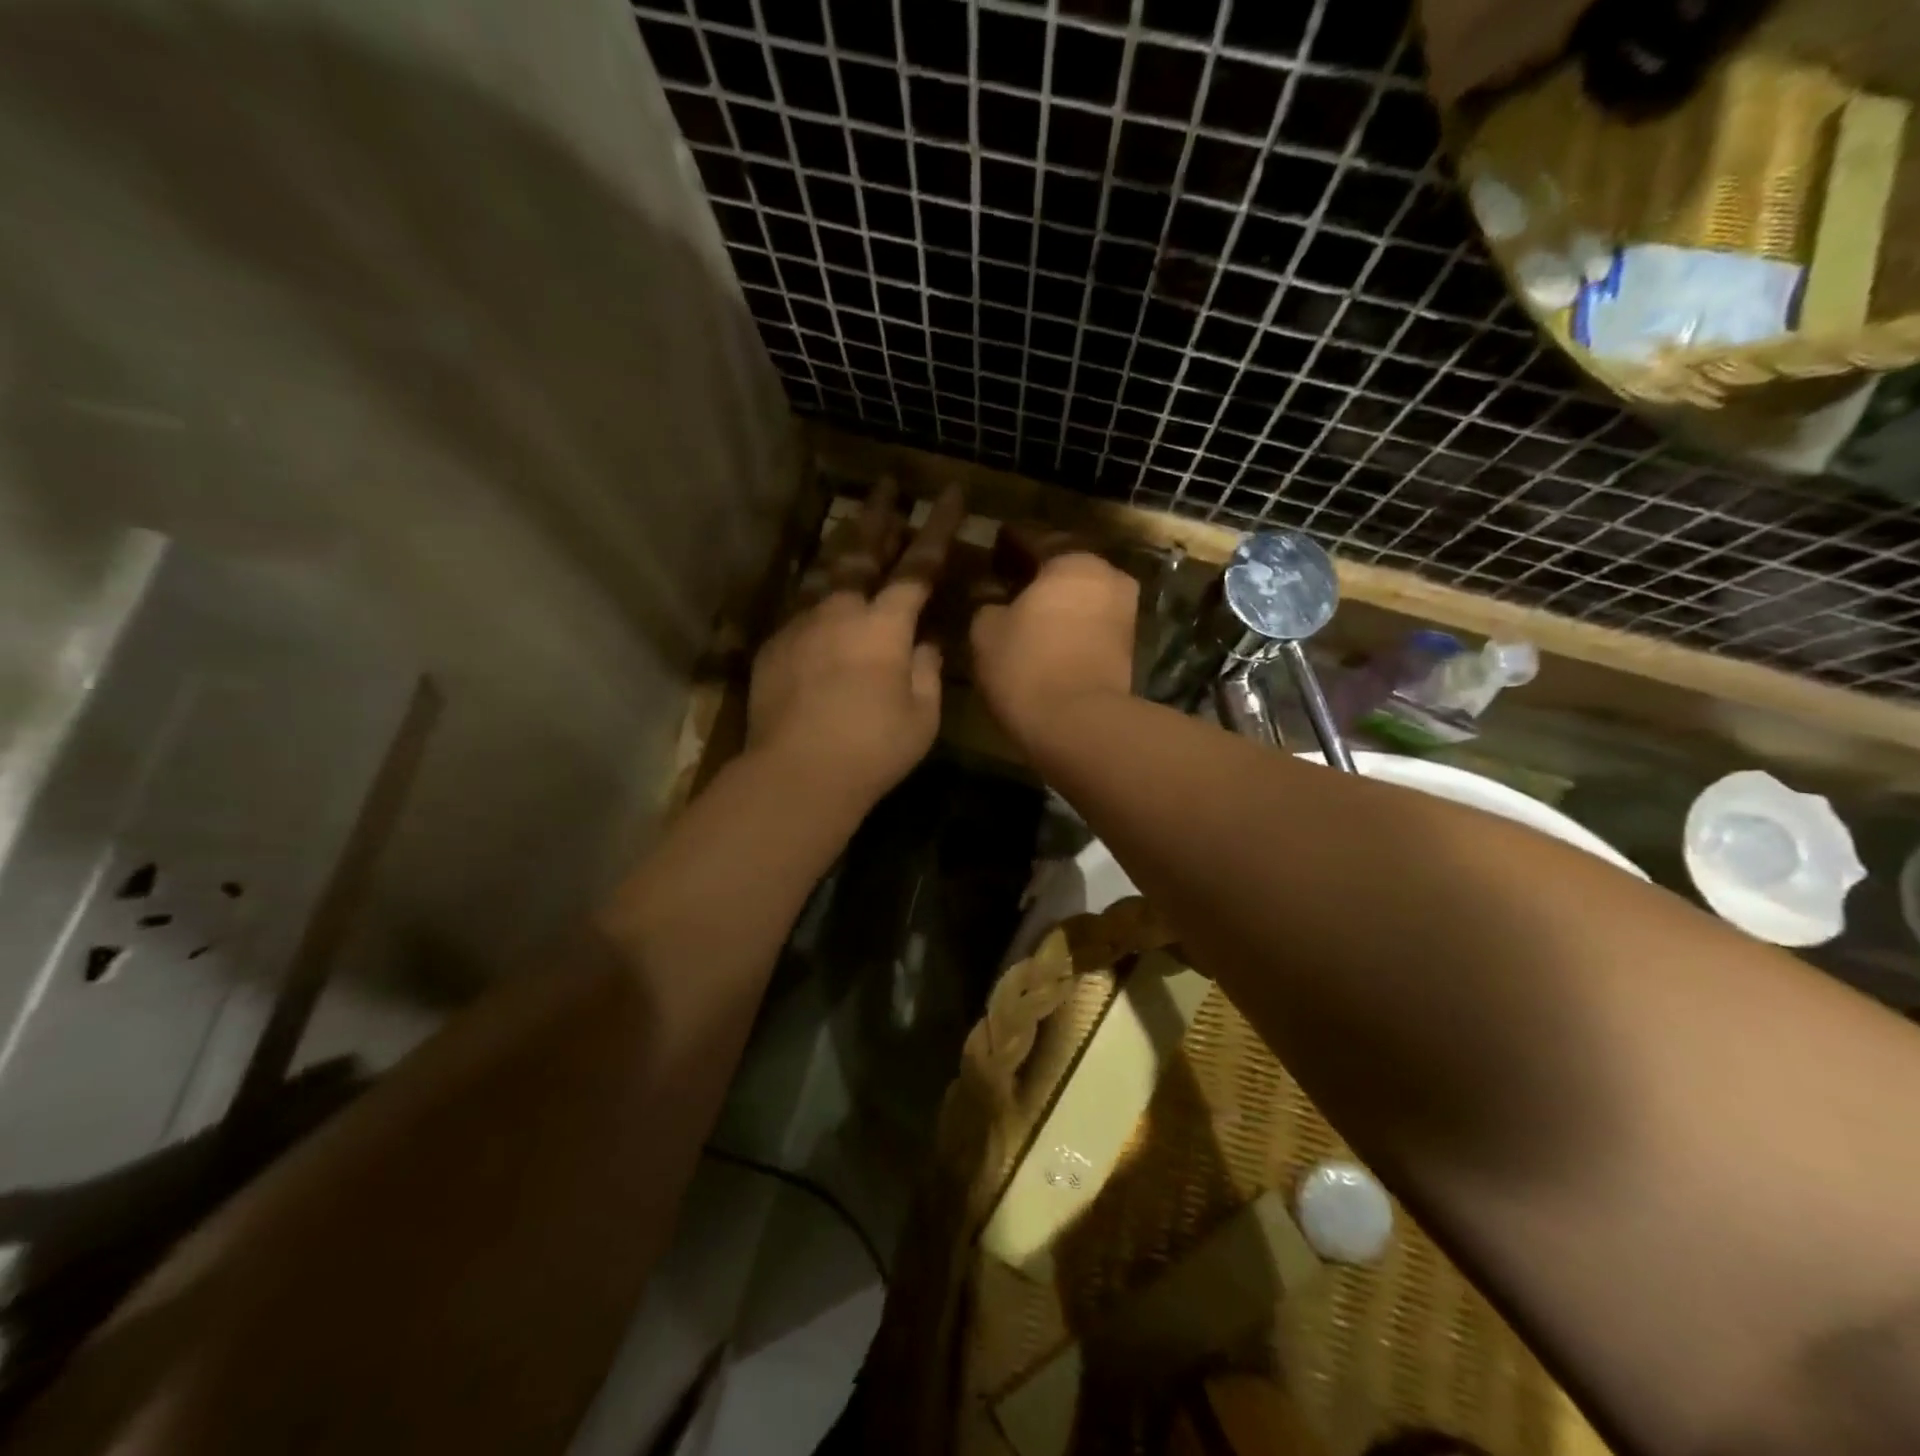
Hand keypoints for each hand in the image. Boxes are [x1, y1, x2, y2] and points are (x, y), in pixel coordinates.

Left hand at [747, 481, 962, 809]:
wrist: (797, 773)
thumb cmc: (872, 749)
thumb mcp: (922, 716)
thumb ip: (926, 672)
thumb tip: (923, 645)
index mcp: (885, 626)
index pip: (918, 566)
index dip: (938, 528)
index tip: (951, 493)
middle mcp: (841, 612)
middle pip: (862, 551)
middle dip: (879, 515)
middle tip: (886, 485)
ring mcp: (802, 626)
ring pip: (824, 572)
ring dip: (842, 544)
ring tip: (851, 523)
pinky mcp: (775, 647)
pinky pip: (802, 608)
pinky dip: (818, 594)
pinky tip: (821, 597)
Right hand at [970, 550, 1137, 752]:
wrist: (1079, 725)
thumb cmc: (1027, 666)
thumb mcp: (986, 630)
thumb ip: (987, 603)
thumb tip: (993, 599)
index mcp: (1073, 560)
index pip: (1034, 538)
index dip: (1008, 541)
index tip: (992, 545)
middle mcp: (1107, 577)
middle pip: (1064, 566)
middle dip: (1036, 572)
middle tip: (1006, 579)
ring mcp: (1123, 613)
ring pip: (1080, 595)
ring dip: (1055, 600)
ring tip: (1023, 611)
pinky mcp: (1127, 648)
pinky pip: (1089, 622)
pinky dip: (1068, 623)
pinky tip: (1044, 635)